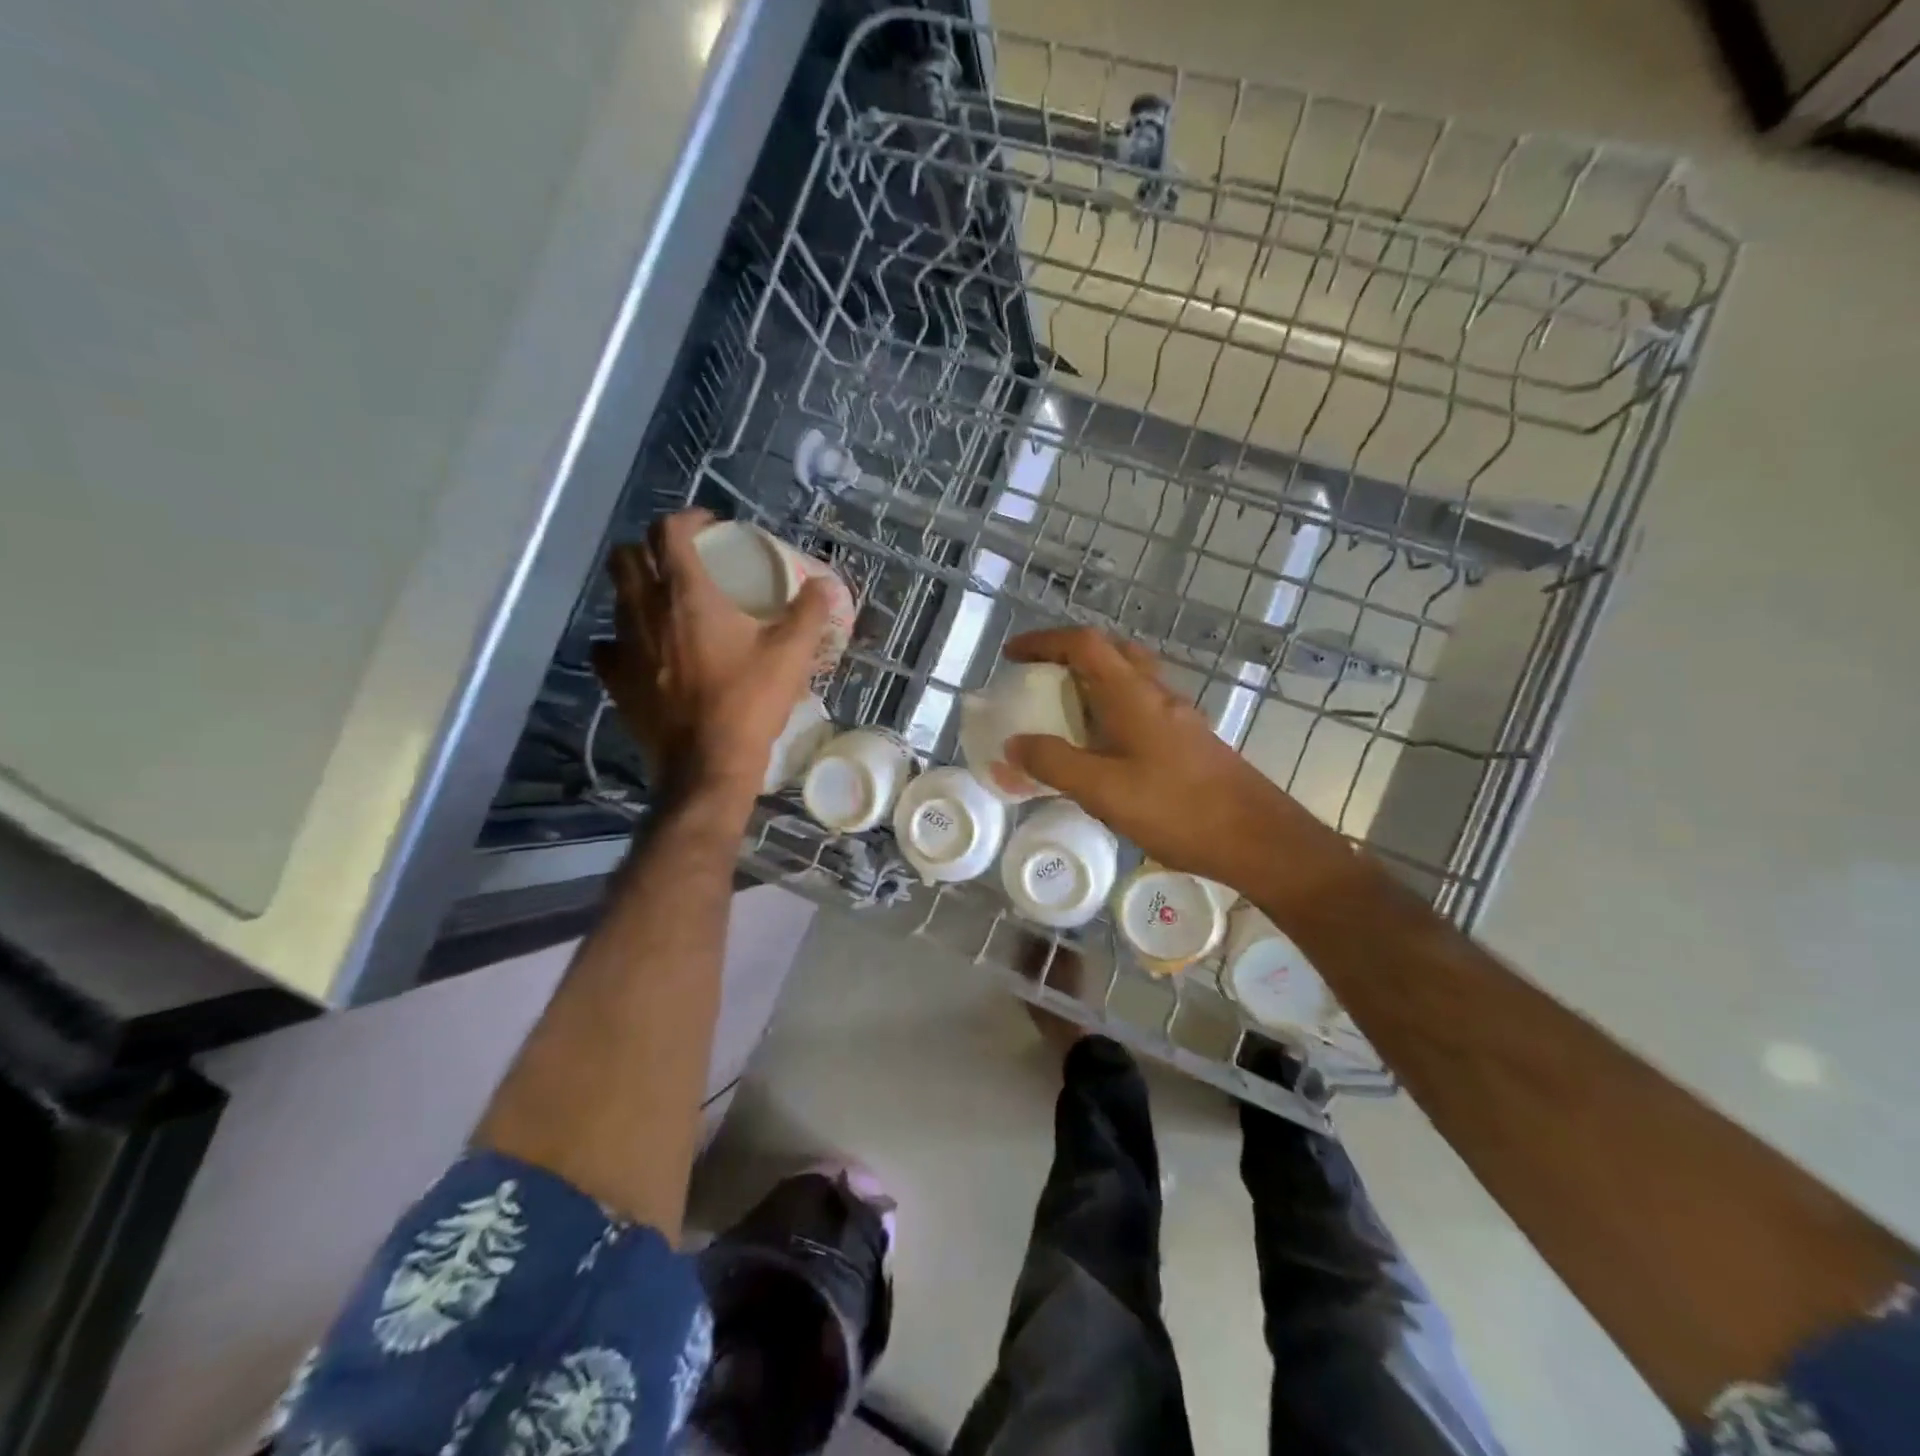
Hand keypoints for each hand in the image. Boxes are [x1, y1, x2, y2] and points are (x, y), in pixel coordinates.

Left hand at [591, 510, 830, 803]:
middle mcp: (645, 610)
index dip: (688, 519)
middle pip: (626, 556)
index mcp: (686, 594)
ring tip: (666, 605)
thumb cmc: (750, 703)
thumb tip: (824, 584)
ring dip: (637, 590)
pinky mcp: (614, 680)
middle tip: (681, 561)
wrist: (707, 765)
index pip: (668, 531)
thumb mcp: (792, 654)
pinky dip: (623, 638)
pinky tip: (644, 650)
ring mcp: (623, 646)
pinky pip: (608, 645)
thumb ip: (809, 612)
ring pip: (615, 598)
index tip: (711, 527)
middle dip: (651, 548)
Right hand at [1002, 626, 1335, 891]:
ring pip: (1129, 679)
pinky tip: (1100, 749)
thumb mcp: (1104, 790)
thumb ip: (1054, 764)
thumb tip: (1014, 744)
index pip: (1085, 644)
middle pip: (1110, 652)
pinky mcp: (1187, 742)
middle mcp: (1157, 695)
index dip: (1044, 641)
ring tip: (1061, 711)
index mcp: (1134, 695)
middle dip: (1069, 655)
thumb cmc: (1178, 809)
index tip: (1012, 655)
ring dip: (1092, 681)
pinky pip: (1140, 708)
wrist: (1257, 839)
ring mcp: (1177, 718)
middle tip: (1039, 677)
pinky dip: (1110, 710)